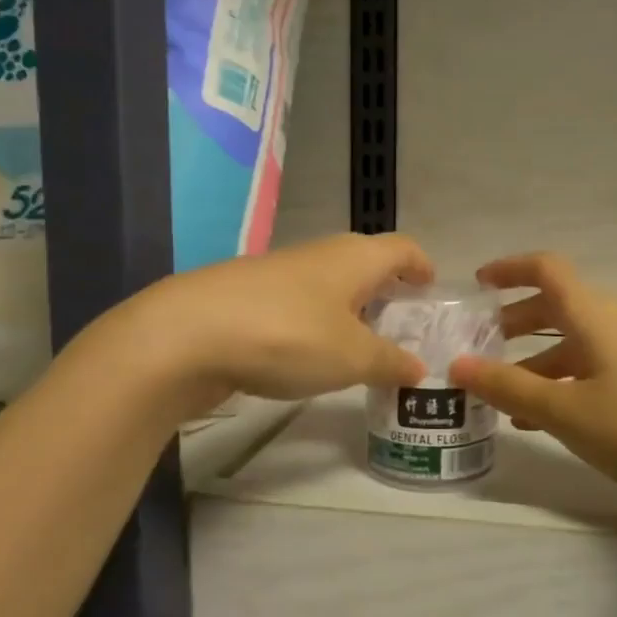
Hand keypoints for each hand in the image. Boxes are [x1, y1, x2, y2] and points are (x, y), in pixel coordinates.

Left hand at [102, 233, 434, 417]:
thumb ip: (389, 363)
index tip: (430, 289)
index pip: (401, 247)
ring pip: (328, 285)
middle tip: (401, 326)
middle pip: (364, 263)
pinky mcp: (247, 297)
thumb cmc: (288, 335)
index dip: (421, 265)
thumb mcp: (351, 358)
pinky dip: (315, 323)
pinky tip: (309, 355)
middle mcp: (319, 255)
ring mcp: (278, 273)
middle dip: (386, 290)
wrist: (186, 335)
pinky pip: (298, 304)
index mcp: (354, 258)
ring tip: (360, 347)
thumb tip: (419, 368)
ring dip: (349, 309)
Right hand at [450, 254, 616, 512]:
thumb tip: (457, 364)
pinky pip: (598, 369)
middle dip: (517, 322)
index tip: (477, 284)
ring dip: (539, 360)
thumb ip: (509, 388)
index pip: (547, 269)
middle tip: (482, 346)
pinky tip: (552, 420)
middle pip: (560, 306)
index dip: (509, 269)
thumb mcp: (566, 411)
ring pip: (578, 343)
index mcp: (596, 315)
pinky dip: (567, 382)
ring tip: (507, 396)